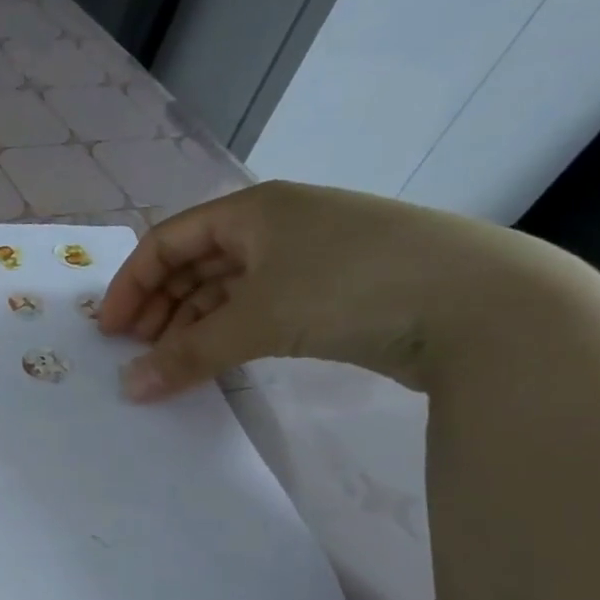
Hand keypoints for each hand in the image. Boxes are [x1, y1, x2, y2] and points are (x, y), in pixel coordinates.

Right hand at [97, 181, 584, 400]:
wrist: (489, 306)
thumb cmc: (352, 288)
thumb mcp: (256, 319)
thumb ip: (185, 355)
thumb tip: (129, 389)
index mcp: (254, 210)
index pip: (167, 242)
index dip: (131, 284)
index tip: (110, 331)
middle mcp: (278, 225)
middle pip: (194, 264)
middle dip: (159, 306)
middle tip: (136, 350)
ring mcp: (312, 256)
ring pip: (228, 288)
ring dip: (193, 323)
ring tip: (172, 361)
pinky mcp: (339, 290)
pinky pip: (262, 307)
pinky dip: (231, 331)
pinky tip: (218, 359)